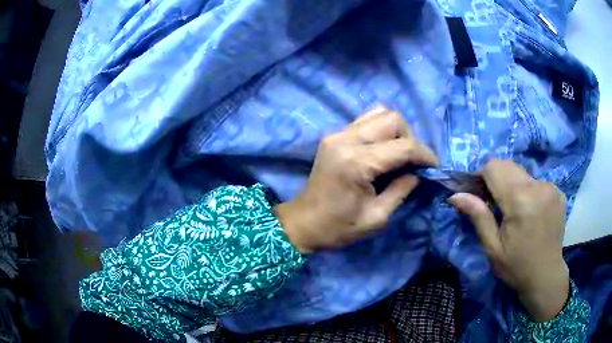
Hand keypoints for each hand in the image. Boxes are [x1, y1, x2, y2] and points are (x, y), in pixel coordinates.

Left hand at [275, 105, 438, 253]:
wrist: (303, 223)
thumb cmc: (338, 227)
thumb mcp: (377, 217)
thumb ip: (402, 189)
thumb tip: (419, 172)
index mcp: (357, 162)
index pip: (403, 146)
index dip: (425, 155)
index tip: (435, 167)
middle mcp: (346, 139)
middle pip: (393, 119)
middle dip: (411, 138)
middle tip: (415, 162)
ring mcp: (338, 134)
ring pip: (379, 113)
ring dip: (397, 130)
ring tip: (401, 154)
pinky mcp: (334, 136)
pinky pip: (366, 120)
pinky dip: (381, 129)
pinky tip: (384, 149)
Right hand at [448, 160, 568, 321]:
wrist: (545, 276)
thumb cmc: (516, 267)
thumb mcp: (492, 247)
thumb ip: (478, 216)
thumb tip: (455, 195)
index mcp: (520, 201)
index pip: (494, 167)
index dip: (481, 176)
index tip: (479, 195)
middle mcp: (537, 186)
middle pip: (508, 165)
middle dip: (496, 180)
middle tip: (494, 205)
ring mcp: (551, 187)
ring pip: (522, 173)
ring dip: (513, 185)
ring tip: (514, 210)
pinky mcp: (558, 191)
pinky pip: (536, 181)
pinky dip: (528, 191)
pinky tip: (530, 211)